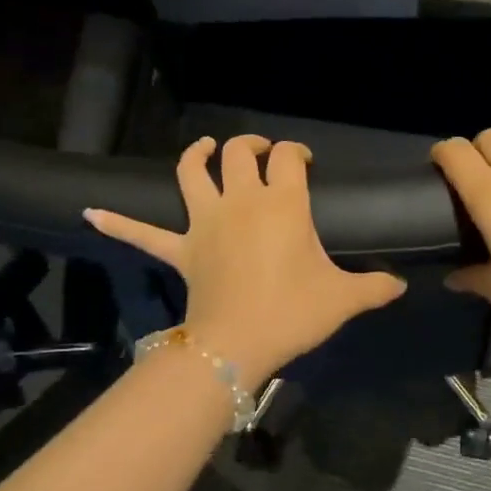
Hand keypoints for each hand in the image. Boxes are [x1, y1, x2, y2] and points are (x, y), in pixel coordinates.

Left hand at [84, 135, 406, 381]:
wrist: (238, 344)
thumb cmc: (293, 313)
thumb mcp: (343, 299)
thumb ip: (375, 287)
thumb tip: (401, 285)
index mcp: (281, 204)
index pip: (288, 159)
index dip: (296, 153)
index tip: (303, 163)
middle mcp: (240, 201)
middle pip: (238, 154)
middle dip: (251, 146)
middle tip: (261, 154)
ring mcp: (205, 223)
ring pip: (191, 174)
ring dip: (195, 155)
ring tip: (202, 147)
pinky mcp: (180, 249)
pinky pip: (144, 233)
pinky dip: (118, 221)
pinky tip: (89, 212)